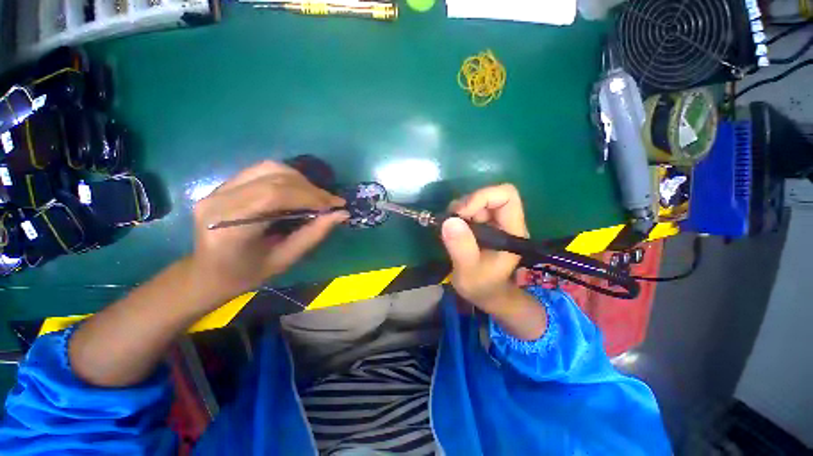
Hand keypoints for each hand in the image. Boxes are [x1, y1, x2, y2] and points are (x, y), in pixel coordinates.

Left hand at [190, 161, 346, 303]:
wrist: (207, 273)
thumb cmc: (246, 274)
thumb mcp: (285, 260)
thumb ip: (313, 234)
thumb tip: (341, 214)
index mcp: (230, 226)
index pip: (275, 195)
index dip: (310, 196)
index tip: (336, 204)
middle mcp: (219, 200)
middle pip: (274, 178)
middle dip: (310, 188)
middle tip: (331, 202)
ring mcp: (218, 189)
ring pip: (269, 168)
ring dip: (300, 180)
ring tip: (317, 196)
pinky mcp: (223, 185)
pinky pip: (262, 171)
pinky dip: (288, 178)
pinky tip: (299, 191)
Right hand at [441, 184, 545, 339]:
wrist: (486, 294)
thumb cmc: (482, 287)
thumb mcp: (469, 271)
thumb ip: (462, 248)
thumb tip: (449, 220)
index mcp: (512, 231)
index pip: (506, 196)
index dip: (483, 197)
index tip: (461, 213)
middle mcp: (505, 222)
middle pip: (488, 196)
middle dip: (466, 205)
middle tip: (450, 222)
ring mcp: (493, 223)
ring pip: (476, 201)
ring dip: (459, 211)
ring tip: (449, 229)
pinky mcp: (482, 226)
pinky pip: (469, 210)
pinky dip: (456, 216)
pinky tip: (451, 230)